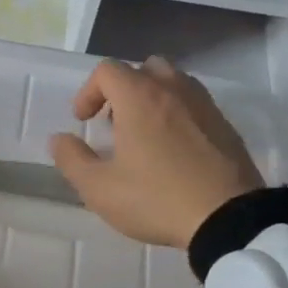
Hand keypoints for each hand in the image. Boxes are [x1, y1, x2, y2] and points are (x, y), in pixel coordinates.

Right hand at [49, 56, 263, 247]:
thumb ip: (72, 160)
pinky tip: (174, 150)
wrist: (229, 218)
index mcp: (139, 98)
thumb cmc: (156, 199)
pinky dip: (178, 113)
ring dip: (152, 98)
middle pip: (143, 68)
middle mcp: (173, 90)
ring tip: (144, 134)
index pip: (107, 71)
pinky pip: (195, 104)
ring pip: (173, 82)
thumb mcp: (100, 189)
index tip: (83, 121)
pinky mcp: (225, 125)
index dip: (88, 92)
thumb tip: (59, 139)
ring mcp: (204, 105)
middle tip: (115, 123)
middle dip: (123, 90)